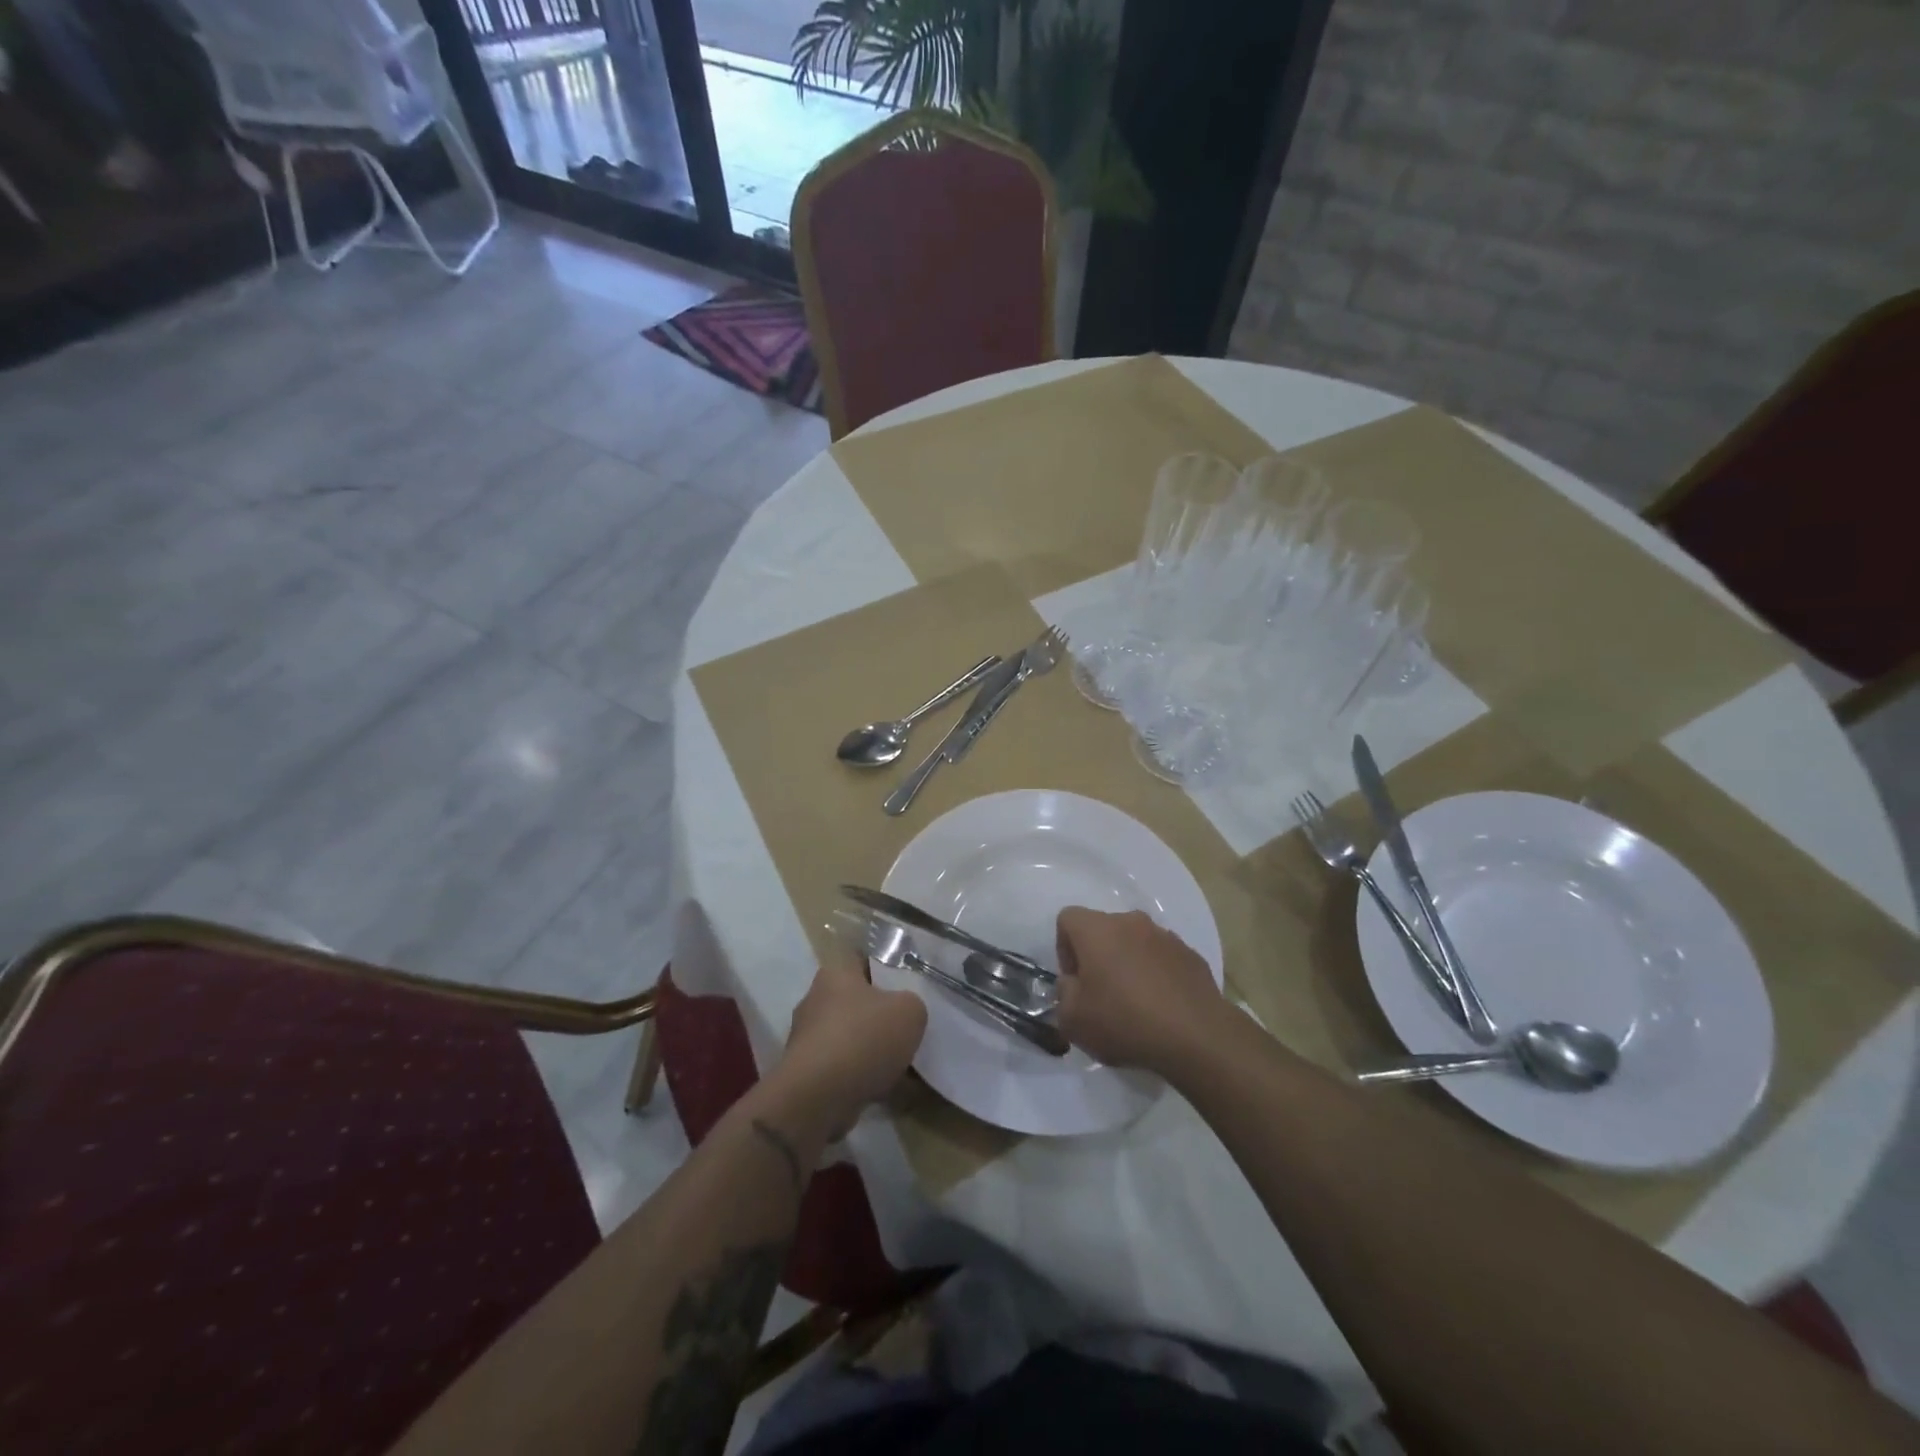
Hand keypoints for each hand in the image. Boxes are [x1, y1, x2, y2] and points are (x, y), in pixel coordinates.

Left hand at [775, 950, 927, 1134]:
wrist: (819, 1098)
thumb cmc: (863, 1038)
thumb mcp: (909, 1011)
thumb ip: (913, 1004)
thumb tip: (905, 1013)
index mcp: (835, 973)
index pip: (863, 959)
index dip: (887, 969)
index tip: (910, 985)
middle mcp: (816, 1000)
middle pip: (858, 1001)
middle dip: (883, 1016)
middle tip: (911, 1027)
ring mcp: (809, 1040)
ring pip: (853, 1038)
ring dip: (875, 1051)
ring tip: (907, 1066)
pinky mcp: (808, 1075)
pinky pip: (846, 1070)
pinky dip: (865, 1078)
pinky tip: (890, 1090)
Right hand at [1054, 908, 1225, 1076]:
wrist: (1197, 1037)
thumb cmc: (1125, 1022)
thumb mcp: (1073, 1020)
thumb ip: (1063, 994)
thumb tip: (1073, 983)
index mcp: (1097, 929)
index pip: (1067, 919)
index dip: (1064, 949)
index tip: (1075, 981)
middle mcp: (1130, 922)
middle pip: (1103, 929)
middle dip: (1097, 956)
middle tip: (1102, 995)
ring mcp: (1165, 936)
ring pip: (1134, 942)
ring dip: (1128, 964)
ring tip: (1135, 1004)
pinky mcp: (1190, 955)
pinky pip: (1162, 958)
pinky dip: (1156, 974)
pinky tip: (1162, 1007)